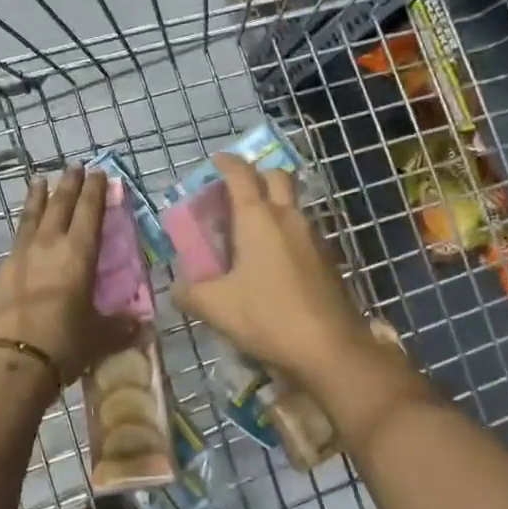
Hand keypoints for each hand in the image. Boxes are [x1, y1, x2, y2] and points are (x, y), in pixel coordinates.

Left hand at [0, 167, 136, 388]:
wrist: (7, 362)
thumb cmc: (63, 343)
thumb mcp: (99, 337)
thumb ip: (121, 328)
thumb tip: (142, 328)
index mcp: (78, 253)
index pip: (89, 211)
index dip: (95, 190)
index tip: (98, 172)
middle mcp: (49, 245)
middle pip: (59, 205)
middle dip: (68, 184)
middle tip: (73, 166)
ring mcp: (20, 256)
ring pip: (32, 216)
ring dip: (38, 197)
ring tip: (39, 180)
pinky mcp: (0, 273)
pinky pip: (17, 240)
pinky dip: (25, 227)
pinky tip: (25, 232)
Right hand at [172, 155, 378, 388]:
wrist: (330, 347)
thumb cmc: (268, 316)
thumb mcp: (215, 307)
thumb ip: (189, 292)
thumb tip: (177, 287)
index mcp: (257, 218)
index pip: (241, 174)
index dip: (227, 163)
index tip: (215, 161)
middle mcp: (288, 217)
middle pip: (276, 177)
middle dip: (256, 175)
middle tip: (236, 192)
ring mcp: (313, 236)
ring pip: (293, 204)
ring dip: (274, 204)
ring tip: (251, 229)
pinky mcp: (327, 259)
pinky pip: (303, 231)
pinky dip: (286, 231)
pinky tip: (274, 259)